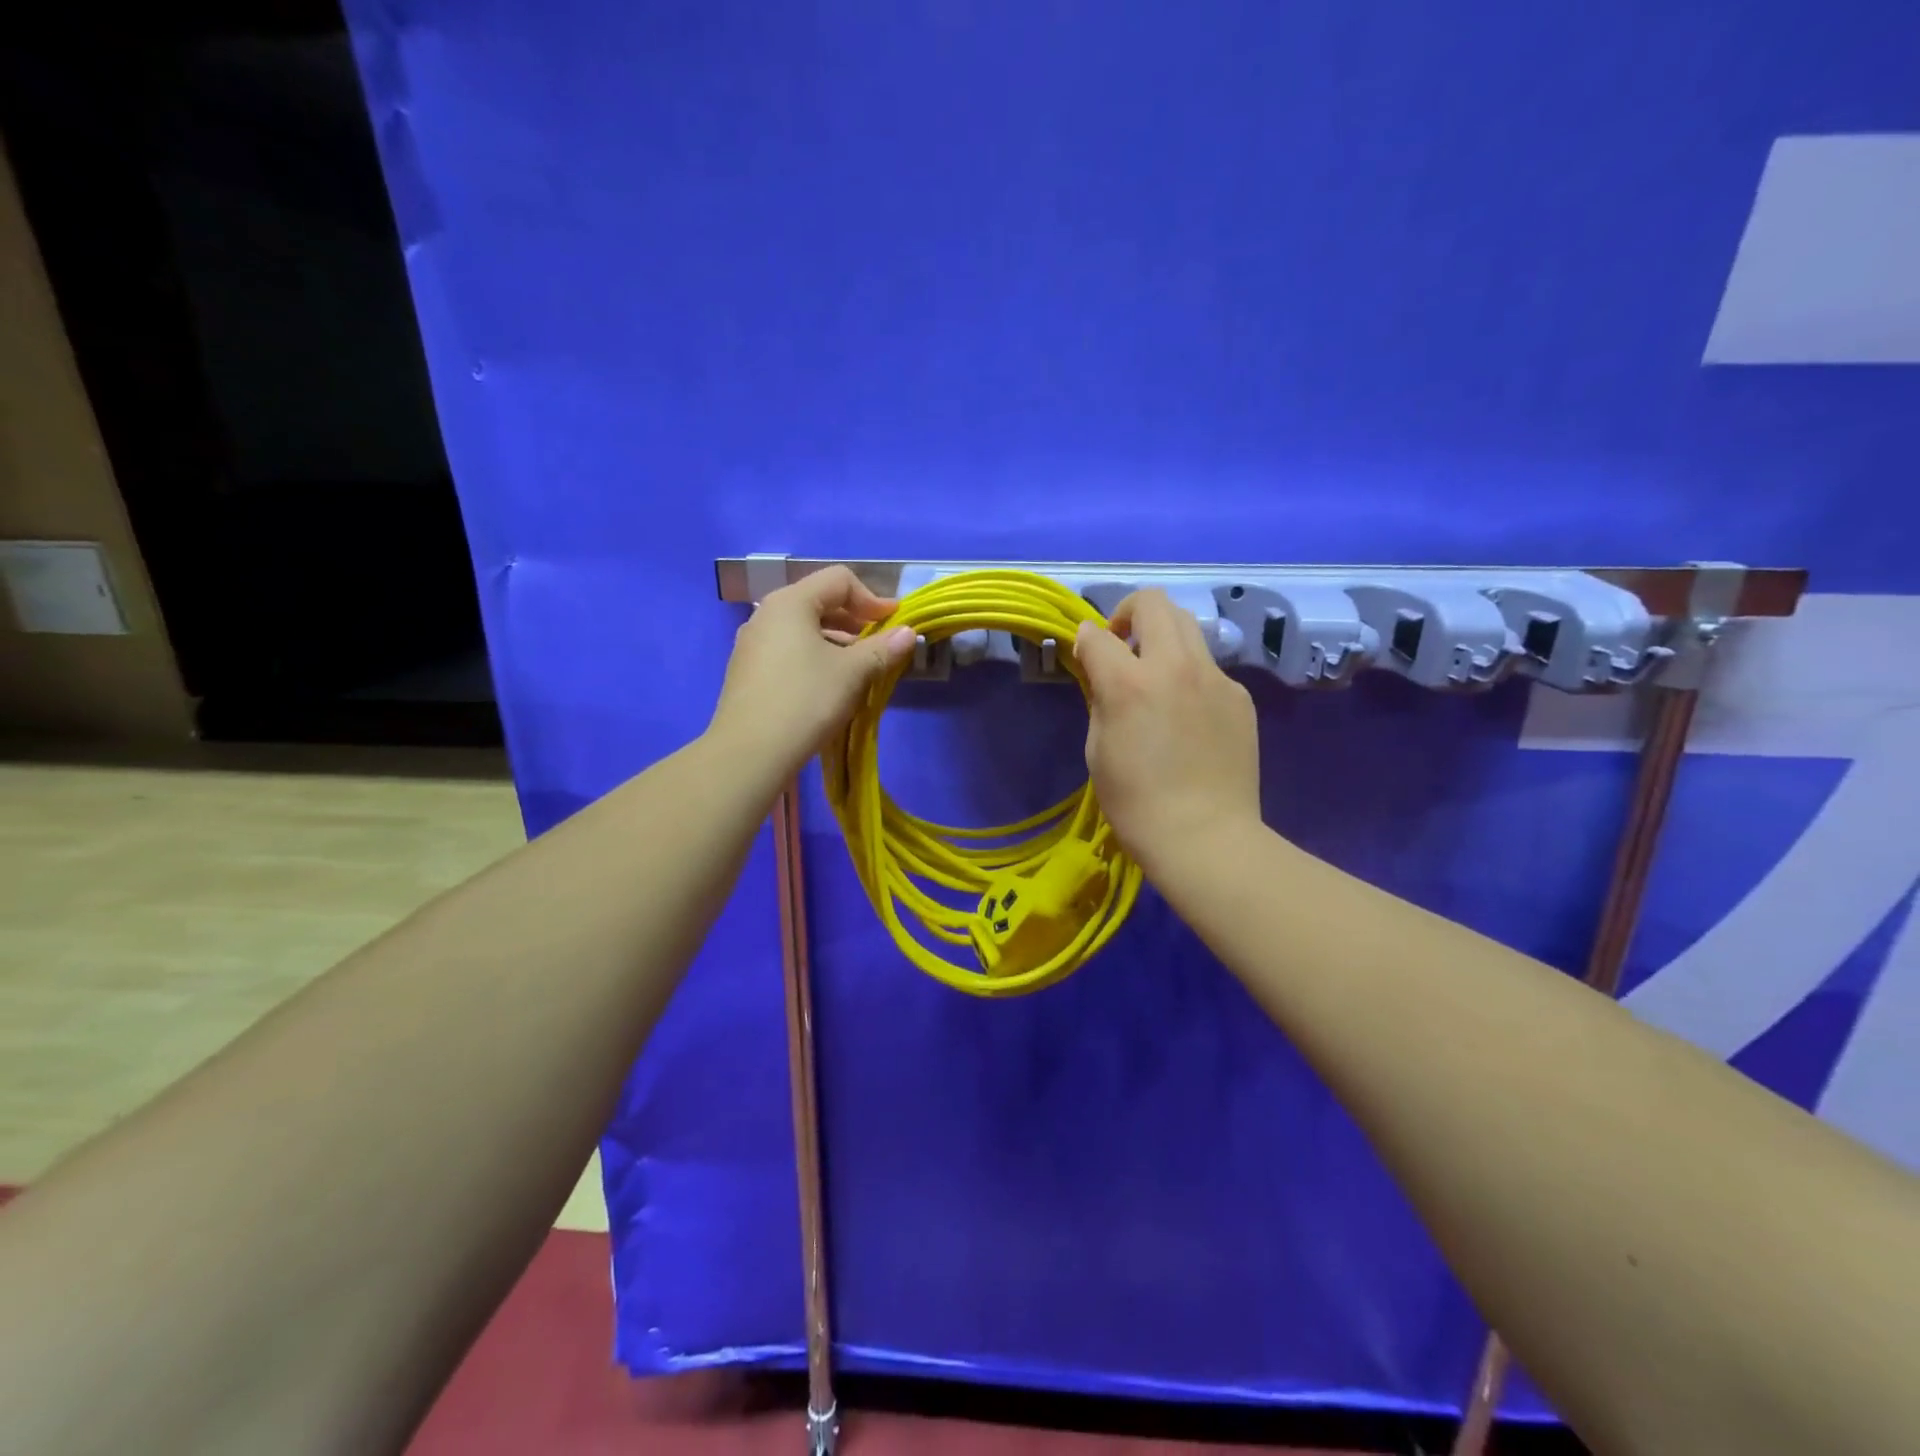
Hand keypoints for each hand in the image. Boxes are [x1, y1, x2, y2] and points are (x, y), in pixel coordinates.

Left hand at [709, 566, 915, 781]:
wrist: (749, 753)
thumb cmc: (806, 701)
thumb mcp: (852, 673)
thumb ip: (883, 648)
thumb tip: (909, 633)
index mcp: (790, 603)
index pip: (839, 580)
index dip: (873, 598)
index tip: (895, 625)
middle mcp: (766, 615)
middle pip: (819, 602)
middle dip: (855, 621)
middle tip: (881, 646)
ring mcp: (751, 644)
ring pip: (803, 630)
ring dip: (836, 643)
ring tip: (859, 670)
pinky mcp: (747, 673)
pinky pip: (788, 652)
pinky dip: (815, 659)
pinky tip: (829, 688)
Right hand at [1073, 590, 1261, 876]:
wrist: (1205, 838)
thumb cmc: (1136, 803)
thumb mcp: (1098, 749)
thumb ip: (1100, 698)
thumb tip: (1101, 671)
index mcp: (1130, 683)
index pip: (1097, 634)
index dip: (1084, 640)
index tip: (1085, 655)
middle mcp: (1176, 666)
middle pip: (1154, 602)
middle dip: (1129, 613)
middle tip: (1123, 645)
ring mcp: (1215, 678)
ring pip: (1188, 626)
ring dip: (1164, 637)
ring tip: (1157, 676)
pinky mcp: (1240, 696)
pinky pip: (1209, 667)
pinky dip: (1190, 675)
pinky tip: (1188, 717)